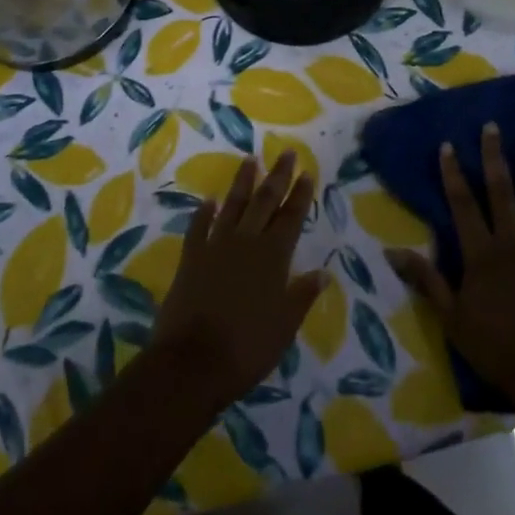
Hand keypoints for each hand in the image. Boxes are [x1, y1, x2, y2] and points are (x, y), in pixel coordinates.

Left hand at [153, 152, 324, 408]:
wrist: (193, 362)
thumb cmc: (247, 348)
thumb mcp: (285, 326)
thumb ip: (302, 295)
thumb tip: (323, 273)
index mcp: (273, 258)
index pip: (291, 218)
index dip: (300, 195)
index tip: (307, 172)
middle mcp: (246, 243)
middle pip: (265, 202)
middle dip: (278, 176)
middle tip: (287, 153)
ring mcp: (215, 247)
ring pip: (233, 206)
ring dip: (243, 182)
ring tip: (250, 159)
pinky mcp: (190, 258)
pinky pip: (199, 227)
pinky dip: (204, 212)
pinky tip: (209, 200)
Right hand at [385, 123, 514, 404]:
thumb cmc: (494, 347)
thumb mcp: (450, 317)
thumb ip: (425, 280)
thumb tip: (391, 251)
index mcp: (480, 253)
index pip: (462, 204)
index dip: (453, 173)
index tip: (448, 145)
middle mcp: (511, 243)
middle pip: (501, 192)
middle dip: (495, 157)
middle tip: (493, 127)